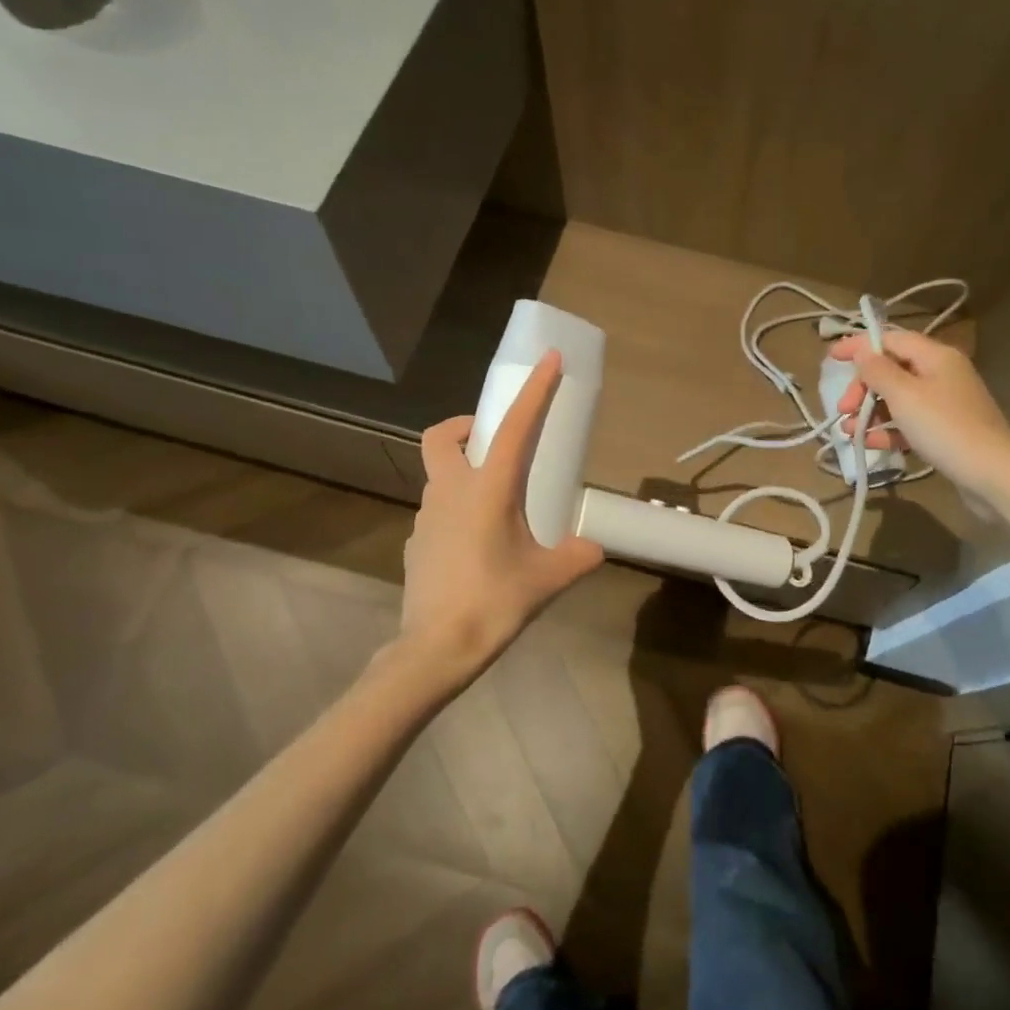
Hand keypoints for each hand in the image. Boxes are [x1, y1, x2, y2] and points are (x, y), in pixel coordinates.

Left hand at [400, 351, 604, 687]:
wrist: (434, 650)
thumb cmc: (494, 603)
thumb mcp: (548, 578)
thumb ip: (578, 556)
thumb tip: (593, 548)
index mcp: (487, 489)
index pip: (515, 427)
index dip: (534, 390)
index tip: (548, 360)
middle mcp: (450, 492)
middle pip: (443, 436)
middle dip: (467, 426)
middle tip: (497, 443)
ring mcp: (426, 517)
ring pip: (439, 474)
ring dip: (464, 471)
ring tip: (498, 505)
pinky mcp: (417, 542)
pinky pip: (437, 509)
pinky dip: (457, 509)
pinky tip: (478, 545)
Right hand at [828, 330, 1009, 497]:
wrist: (992, 474)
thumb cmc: (944, 427)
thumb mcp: (904, 395)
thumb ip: (878, 370)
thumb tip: (863, 351)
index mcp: (936, 356)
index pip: (891, 339)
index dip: (860, 346)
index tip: (831, 358)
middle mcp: (942, 373)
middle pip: (893, 370)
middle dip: (863, 387)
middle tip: (843, 408)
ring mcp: (946, 403)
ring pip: (899, 399)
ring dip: (870, 411)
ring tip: (849, 431)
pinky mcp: (946, 431)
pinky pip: (910, 422)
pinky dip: (889, 430)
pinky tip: (869, 443)